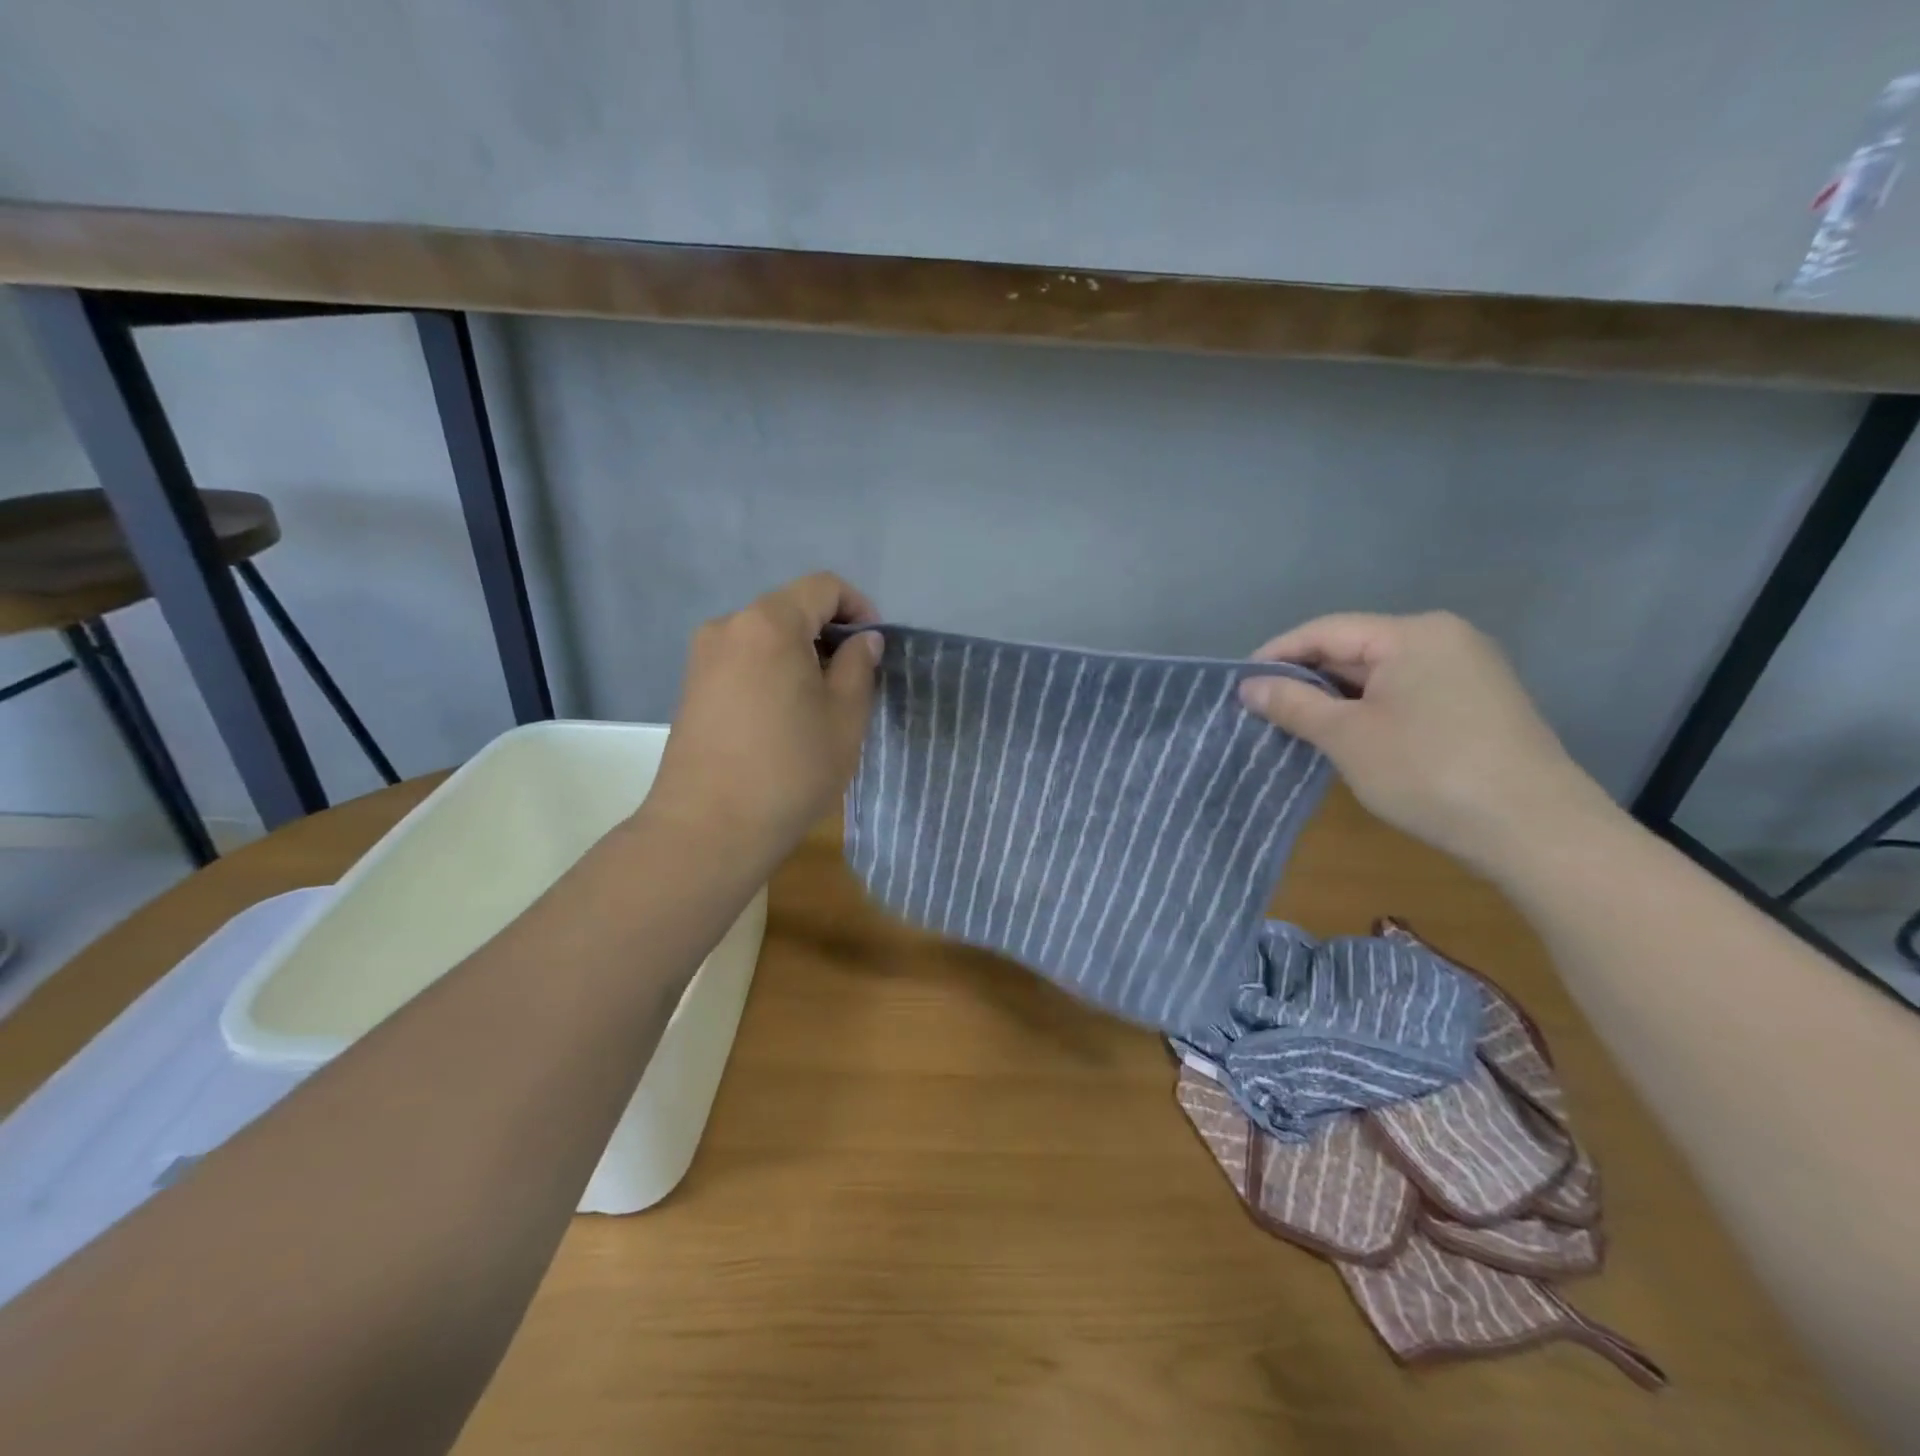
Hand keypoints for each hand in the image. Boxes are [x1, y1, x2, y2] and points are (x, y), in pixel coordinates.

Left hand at [645, 573, 882, 871]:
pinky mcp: (691, 687)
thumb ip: (858, 667)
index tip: (875, 647)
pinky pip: (743, 660)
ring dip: (799, 655)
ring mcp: (703, 657)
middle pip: (790, 608)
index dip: (858, 607)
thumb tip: (862, 640)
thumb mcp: (844, 718)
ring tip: (818, 703)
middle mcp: (729, 626)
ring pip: (765, 637)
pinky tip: (783, 717)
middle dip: (828, 634)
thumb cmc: (790, 770)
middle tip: (853, 680)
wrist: (708, 829)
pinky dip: (771, 672)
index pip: (822, 587)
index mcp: (769, 623)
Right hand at [1237, 612, 1611, 872]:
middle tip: (1262, 710)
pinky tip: (1349, 738)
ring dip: (1336, 699)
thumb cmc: (1428, 771)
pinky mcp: (1479, 705)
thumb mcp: (1347, 737)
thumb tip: (1248, 686)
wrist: (1535, 830)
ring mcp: (1468, 671)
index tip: (1239, 684)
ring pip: (1381, 675)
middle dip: (1307, 680)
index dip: (1276, 654)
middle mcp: (1444, 639)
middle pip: (1355, 649)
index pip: (1326, 631)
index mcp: (1413, 633)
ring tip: (1296, 726)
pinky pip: (1407, 694)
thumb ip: (1293, 705)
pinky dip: (1371, 711)